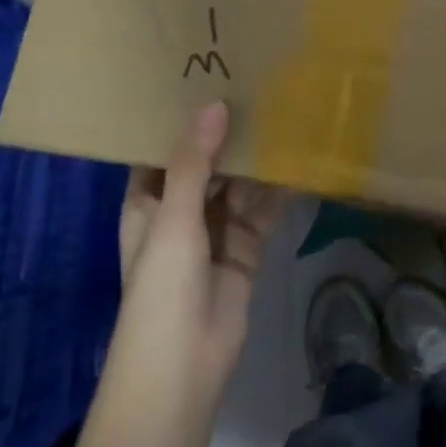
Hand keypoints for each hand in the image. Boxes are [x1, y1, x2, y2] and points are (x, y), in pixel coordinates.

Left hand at [117, 102, 288, 396]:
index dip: (181, 119)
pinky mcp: (245, 249)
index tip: (206, 77)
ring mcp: (214, 231)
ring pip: (237, 185)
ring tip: (282, 113)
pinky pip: (262, 211)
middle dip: (227, 134)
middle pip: (206, 163)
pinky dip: (277, 191)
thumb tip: (216, 104)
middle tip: (257, 87)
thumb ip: (194, 162)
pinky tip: (297, 160)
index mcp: (148, 201)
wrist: (183, 369)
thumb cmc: (162, 287)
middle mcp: (180, 210)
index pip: (163, 149)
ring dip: (256, 160)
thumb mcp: (173, 217)